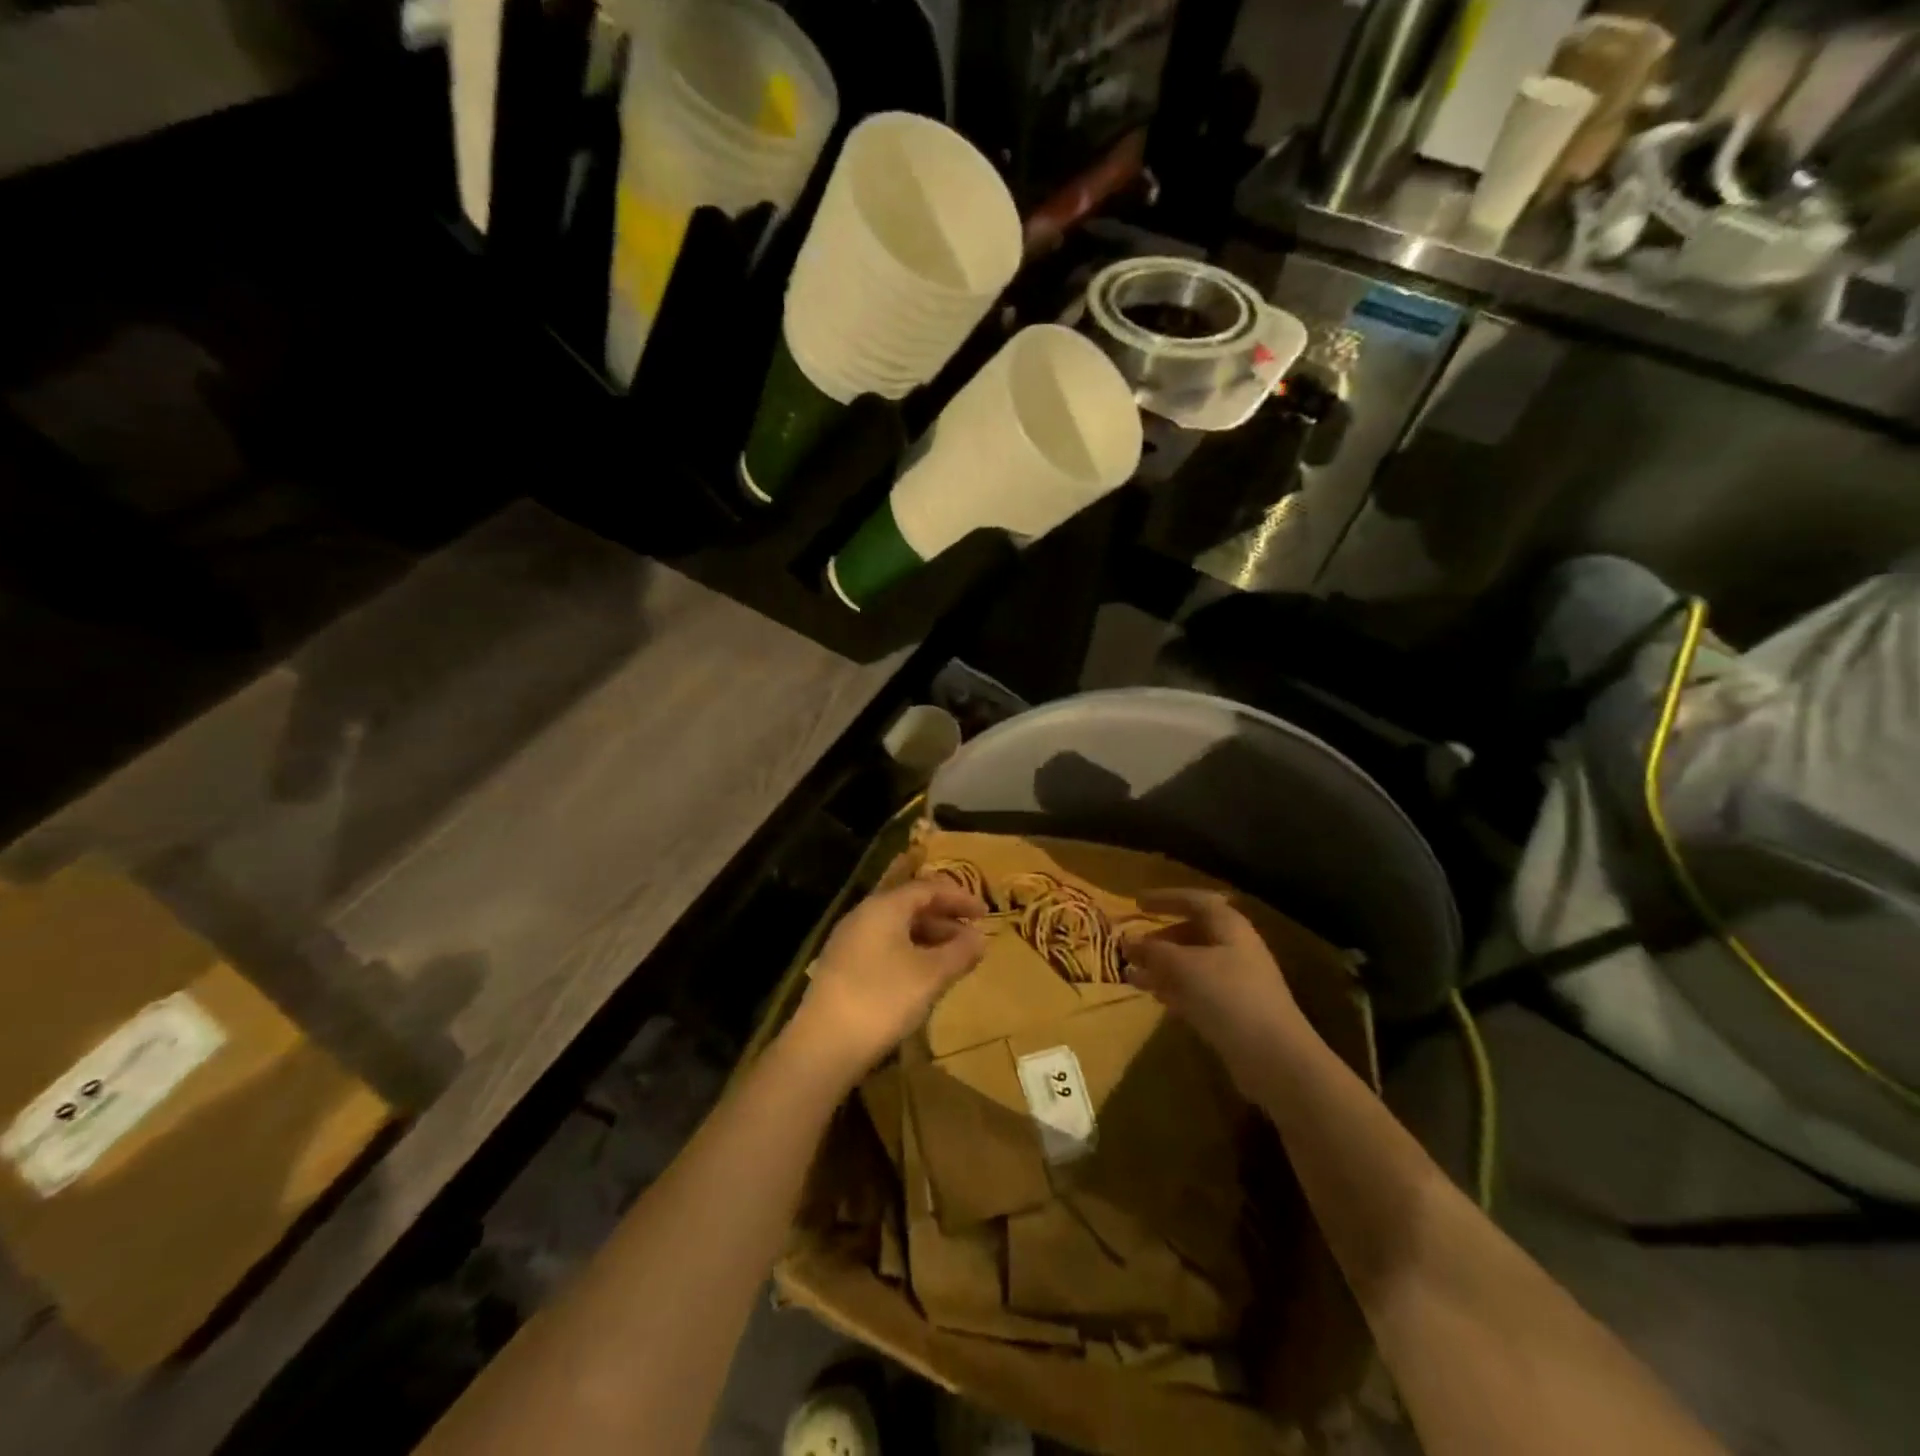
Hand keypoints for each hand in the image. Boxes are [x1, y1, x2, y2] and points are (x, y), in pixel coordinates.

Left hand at [784, 880, 988, 1084]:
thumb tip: (980, 937)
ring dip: (928, 938)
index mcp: (884, 906)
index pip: (928, 888)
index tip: (985, 913)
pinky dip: (910, 952)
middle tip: (972, 937)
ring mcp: (849, 941)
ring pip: (897, 928)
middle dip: (945, 918)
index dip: (959, 898)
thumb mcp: (931, 975)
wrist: (823, 1046)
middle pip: (910, 905)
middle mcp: (863, 915)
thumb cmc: (883, 1000)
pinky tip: (922, 977)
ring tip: (953, 959)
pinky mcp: (842, 967)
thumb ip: (960, 952)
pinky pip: (884, 946)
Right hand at [1123, 889, 1304, 1088]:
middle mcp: (1235, 948)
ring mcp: (1238, 981)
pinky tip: (1157, 998)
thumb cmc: (1227, 995)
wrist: (1273, 1056)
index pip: (1194, 900)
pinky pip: (1199, 990)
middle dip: (1161, 938)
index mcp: (1228, 926)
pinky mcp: (1235, 1011)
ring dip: (1163, 967)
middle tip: (1133, 947)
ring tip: (1133, 976)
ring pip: (1193, 964)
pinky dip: (1176, 989)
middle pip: (1194, 933)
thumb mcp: (1182, 966)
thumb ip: (1152, 951)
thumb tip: (1128, 941)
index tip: (1137, 903)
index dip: (1165, 898)